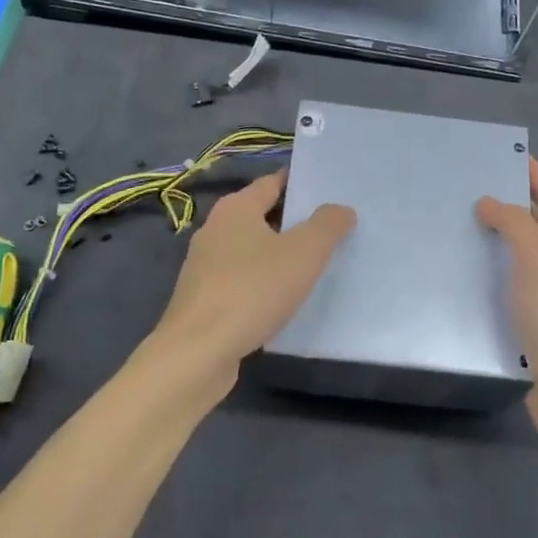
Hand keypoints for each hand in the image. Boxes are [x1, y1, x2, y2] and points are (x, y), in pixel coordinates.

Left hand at [150, 169, 354, 395]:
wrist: (197, 354)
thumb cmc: (252, 291)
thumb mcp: (304, 253)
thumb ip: (327, 225)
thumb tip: (340, 209)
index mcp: (236, 208)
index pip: (273, 182)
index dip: (301, 184)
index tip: (331, 192)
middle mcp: (215, 229)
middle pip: (262, 215)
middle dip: (294, 221)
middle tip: (332, 229)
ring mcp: (205, 265)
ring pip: (251, 250)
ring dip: (279, 254)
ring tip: (315, 265)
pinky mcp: (204, 298)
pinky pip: (242, 279)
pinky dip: (263, 282)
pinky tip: (284, 299)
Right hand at [477, 158, 537, 447]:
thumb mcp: (536, 260)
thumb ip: (515, 225)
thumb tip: (489, 202)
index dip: (537, 175)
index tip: (509, 156)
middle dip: (513, 203)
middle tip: (473, 190)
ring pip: (524, 253)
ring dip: (500, 237)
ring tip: (462, 226)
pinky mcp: (535, 321)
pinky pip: (512, 282)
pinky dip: (493, 270)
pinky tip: (468, 275)